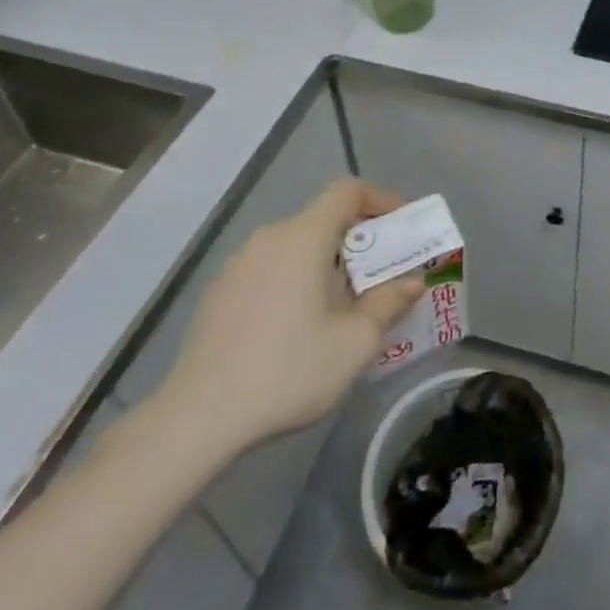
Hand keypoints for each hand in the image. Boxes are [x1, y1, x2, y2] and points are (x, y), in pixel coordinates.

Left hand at [152, 178, 425, 462]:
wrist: (197, 418)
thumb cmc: (288, 370)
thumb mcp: (354, 342)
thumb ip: (389, 303)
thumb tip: (412, 281)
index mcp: (303, 237)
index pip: (347, 191)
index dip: (381, 199)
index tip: (402, 226)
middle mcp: (269, 238)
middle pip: (323, 219)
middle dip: (359, 240)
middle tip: (382, 275)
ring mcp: (238, 264)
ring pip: (296, 246)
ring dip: (327, 262)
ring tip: (343, 305)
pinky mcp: (219, 292)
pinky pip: (270, 269)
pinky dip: (295, 279)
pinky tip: (297, 326)